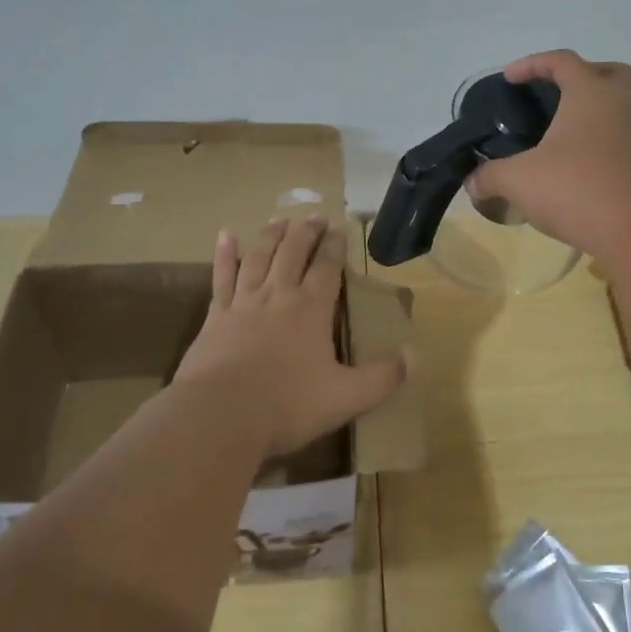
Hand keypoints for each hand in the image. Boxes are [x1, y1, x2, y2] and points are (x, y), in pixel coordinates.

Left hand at [172, 217, 408, 457]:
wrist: (220, 416)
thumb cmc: (287, 406)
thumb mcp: (347, 398)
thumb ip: (382, 377)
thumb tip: (415, 356)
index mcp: (311, 310)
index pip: (327, 267)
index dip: (335, 245)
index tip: (340, 227)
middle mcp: (278, 295)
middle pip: (293, 252)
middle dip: (306, 231)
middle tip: (314, 215)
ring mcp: (243, 303)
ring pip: (259, 257)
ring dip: (271, 235)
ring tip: (280, 219)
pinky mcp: (215, 317)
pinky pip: (221, 278)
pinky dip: (224, 255)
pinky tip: (225, 236)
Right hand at [469, 49, 630, 262]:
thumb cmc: (577, 191)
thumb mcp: (519, 181)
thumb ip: (490, 176)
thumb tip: (472, 183)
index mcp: (591, 94)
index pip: (562, 61)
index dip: (532, 64)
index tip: (510, 78)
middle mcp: (625, 104)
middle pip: (610, 72)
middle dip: (583, 76)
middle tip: (559, 94)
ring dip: (606, 107)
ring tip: (579, 130)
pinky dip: (615, 140)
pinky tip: (593, 163)